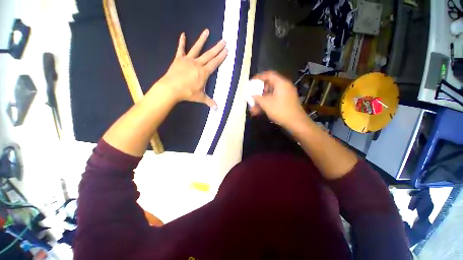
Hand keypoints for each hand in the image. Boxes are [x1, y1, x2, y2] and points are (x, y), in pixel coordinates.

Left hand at [156, 29, 227, 108]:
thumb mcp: (200, 98)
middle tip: (223, 41)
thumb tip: (217, 109)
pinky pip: (181, 49)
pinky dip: (181, 42)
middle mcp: (197, 64)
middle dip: (217, 48)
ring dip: (202, 40)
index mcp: (204, 72)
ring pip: (197, 48)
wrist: (171, 88)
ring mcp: (188, 60)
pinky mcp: (179, 59)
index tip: (226, 50)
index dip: (221, 57)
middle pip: (209, 54)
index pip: (215, 63)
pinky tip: (183, 34)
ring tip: (207, 31)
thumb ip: (209, 101)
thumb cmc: (187, 93)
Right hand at [250, 71, 307, 128]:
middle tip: (251, 96)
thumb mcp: (266, 103)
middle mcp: (284, 87)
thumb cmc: (280, 110)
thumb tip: (252, 95)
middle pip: (269, 86)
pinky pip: (273, 100)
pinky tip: (258, 112)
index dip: (259, 77)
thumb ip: (257, 98)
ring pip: (270, 95)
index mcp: (281, 83)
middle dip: (258, 92)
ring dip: (261, 101)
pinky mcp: (285, 103)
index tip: (251, 82)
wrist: (295, 123)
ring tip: (252, 108)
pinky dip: (266, 104)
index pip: (269, 75)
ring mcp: (285, 95)